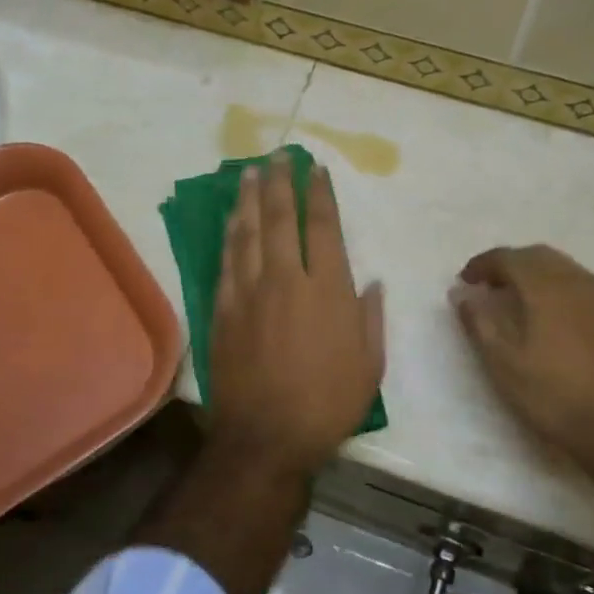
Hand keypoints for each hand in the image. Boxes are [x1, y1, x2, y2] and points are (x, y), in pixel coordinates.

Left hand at [208, 156, 384, 475]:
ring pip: (249, 233)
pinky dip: (230, 235)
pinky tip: (231, 219)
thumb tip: (370, 282)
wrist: (266, 437)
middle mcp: (286, 280)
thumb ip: (370, 317)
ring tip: (250, 173)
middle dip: (281, 183)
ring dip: (250, 199)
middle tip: (278, 156)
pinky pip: (227, 261)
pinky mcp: (224, 309)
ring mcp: (250, 292)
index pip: (322, 227)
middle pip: (281, 219)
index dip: (319, 194)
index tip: (316, 170)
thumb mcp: (370, 366)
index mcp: (328, 290)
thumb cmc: (327, 404)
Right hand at [451, 245, 593, 478]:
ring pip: (564, 269)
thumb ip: (480, 323)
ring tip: (518, 302)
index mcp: (547, 287)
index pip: (508, 258)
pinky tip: (554, 320)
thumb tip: (461, 294)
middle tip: (489, 288)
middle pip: (538, 256)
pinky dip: (559, 290)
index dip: (482, 265)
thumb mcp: (505, 366)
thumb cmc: (557, 398)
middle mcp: (579, 282)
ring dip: (536, 276)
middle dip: (510, 265)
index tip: (465, 282)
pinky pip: (584, 288)